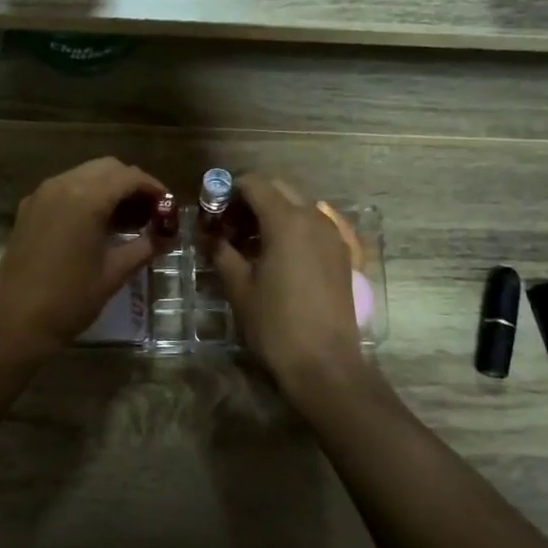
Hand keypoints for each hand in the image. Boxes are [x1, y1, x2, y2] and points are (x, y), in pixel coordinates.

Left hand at [0, 157, 166, 357]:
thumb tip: (169, 237)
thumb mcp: (114, 273)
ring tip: (128, 220)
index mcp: (86, 199)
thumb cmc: (69, 299)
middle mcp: (62, 186)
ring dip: (109, 189)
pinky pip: (65, 188)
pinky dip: (86, 195)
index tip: (168, 208)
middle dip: (132, 185)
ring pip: (84, 175)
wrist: (14, 322)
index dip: (154, 189)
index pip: (129, 177)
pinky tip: (97, 224)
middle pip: (107, 168)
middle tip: (151, 213)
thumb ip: (145, 247)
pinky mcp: (29, 209)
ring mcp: (41, 195)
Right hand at [210, 174, 363, 389]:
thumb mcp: (239, 287)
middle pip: (278, 189)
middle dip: (250, 200)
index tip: (210, 212)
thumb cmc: (276, 324)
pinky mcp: (341, 255)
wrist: (325, 364)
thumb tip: (206, 235)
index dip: (227, 191)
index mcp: (286, 220)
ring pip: (297, 207)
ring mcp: (332, 236)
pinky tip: (274, 257)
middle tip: (226, 227)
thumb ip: (221, 251)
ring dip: (271, 214)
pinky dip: (290, 229)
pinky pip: (312, 226)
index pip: (254, 183)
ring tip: (246, 244)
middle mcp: (314, 218)